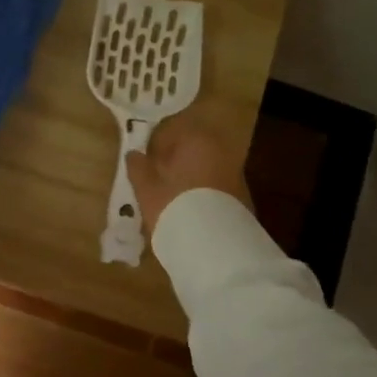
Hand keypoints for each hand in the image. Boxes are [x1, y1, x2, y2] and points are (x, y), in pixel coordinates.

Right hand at [125, 104, 251, 234]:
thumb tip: (133, 154)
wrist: (216, 246)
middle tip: (155, 179)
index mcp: (196, 140)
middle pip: (191, 149)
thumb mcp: (146, 188)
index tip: (144, 161)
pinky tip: (189, 210)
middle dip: (174, 160)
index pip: (172, 130)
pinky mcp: (242, 196)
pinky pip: (214, 186)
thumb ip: (138, 167)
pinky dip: (201, 191)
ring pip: (204, 168)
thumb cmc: (174, 206)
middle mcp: (220, 150)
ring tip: (170, 198)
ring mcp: (235, 173)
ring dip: (188, 177)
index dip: (155, 144)